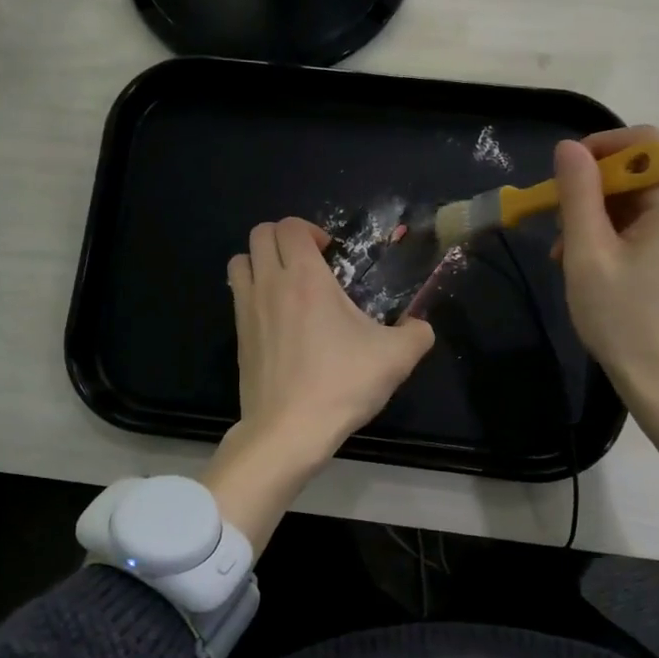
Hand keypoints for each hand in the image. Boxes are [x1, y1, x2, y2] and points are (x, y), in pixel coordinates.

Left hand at [204, 218, 434, 548]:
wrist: (289, 430)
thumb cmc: (341, 385)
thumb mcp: (396, 358)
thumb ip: (417, 334)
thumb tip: (421, 327)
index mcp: (305, 278)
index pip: (290, 226)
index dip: (310, 230)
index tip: (331, 254)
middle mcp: (270, 285)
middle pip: (260, 234)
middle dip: (285, 239)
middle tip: (310, 264)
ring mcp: (247, 310)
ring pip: (240, 261)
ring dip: (261, 261)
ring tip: (287, 285)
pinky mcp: (238, 337)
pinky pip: (237, 295)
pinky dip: (252, 291)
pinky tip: (278, 319)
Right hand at [553, 128, 658, 559]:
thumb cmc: (625, 321)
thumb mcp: (588, 256)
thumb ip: (578, 195)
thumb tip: (569, 148)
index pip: (646, 143)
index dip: (602, 148)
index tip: (565, 176)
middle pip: (644, 173)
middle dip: (595, 191)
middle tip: (558, 227)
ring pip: (645, 203)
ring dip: (602, 217)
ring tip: (568, 256)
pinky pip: (655, 228)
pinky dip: (621, 236)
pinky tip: (595, 267)